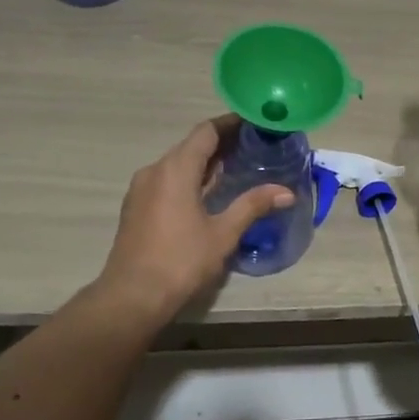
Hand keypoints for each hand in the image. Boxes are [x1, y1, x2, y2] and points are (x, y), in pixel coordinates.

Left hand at [96, 116, 292, 322]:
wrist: (132, 296)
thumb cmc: (181, 261)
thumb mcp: (223, 233)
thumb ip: (252, 205)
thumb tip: (286, 192)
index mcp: (176, 169)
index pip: (206, 132)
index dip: (231, 124)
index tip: (255, 123)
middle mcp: (155, 170)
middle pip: (191, 145)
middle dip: (221, 143)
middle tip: (253, 146)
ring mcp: (141, 189)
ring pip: (177, 163)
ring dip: (204, 162)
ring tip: (235, 168)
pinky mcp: (136, 206)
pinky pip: (167, 180)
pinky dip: (189, 178)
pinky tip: (207, 193)